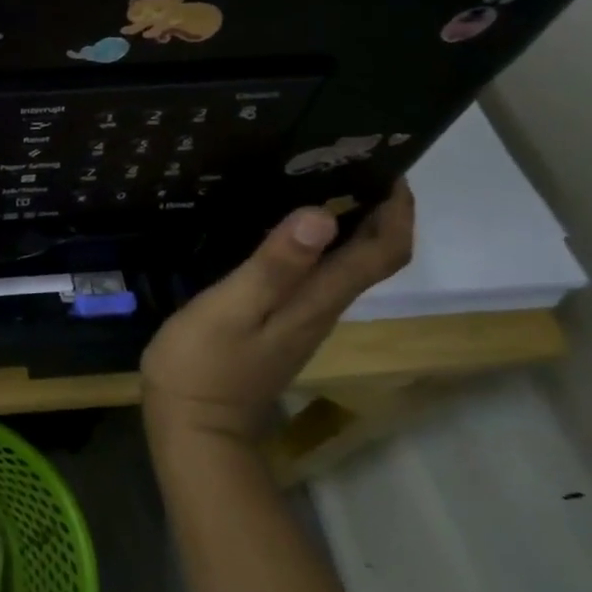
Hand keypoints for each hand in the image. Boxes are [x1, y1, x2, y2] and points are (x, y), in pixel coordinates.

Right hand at [141, 183, 414, 449]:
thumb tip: (322, 215)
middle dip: (372, 209)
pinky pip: (312, 278)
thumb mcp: (233, 308)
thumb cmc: (206, 364)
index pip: (383, 252)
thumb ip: (275, 265)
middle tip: (340, 163)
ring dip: (342, 226)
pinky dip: (311, 247)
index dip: (397, 209)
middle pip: (370, 257)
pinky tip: (275, 232)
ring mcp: (300, 321)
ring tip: (307, 184)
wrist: (194, 427)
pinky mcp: (277, 327)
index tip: (385, 166)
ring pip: (342, 267)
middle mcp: (321, 309)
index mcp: (318, 300)